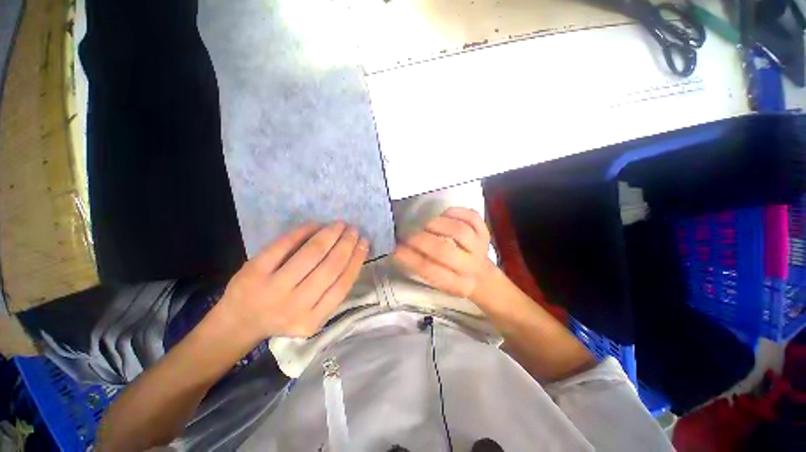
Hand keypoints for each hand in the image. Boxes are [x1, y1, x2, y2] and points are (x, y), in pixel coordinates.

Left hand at [218, 222, 368, 340]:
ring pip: (311, 253)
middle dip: (347, 244)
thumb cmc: (281, 317)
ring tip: (340, 225)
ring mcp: (273, 288)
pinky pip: (285, 244)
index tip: (365, 243)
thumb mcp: (312, 315)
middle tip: (354, 230)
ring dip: (330, 234)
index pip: (343, 284)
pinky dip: (303, 231)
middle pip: (330, 267)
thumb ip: (332, 291)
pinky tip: (316, 225)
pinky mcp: (254, 271)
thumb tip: (352, 255)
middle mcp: (295, 306)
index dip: (357, 259)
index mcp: (313, 319)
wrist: (238, 323)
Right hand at [393, 207, 498, 300]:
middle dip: (421, 240)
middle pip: (444, 250)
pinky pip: (471, 216)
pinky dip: (455, 212)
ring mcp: (480, 247)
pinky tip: (444, 215)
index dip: (410, 258)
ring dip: (437, 224)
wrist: (482, 276)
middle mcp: (471, 267)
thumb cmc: (453, 278)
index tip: (396, 249)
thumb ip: (421, 266)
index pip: (430, 270)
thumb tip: (400, 249)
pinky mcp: (485, 232)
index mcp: (457, 284)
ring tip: (426, 226)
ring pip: (459, 230)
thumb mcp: (438, 282)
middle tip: (408, 235)